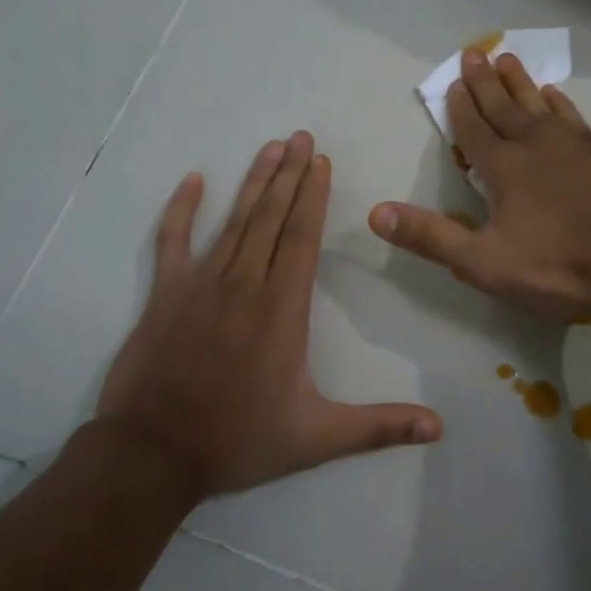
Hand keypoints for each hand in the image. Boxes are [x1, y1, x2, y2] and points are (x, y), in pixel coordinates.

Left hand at [96, 132, 442, 496]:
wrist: (151, 455)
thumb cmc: (238, 441)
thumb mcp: (316, 438)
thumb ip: (379, 427)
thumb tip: (438, 428)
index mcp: (282, 309)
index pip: (302, 237)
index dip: (313, 196)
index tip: (320, 161)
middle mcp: (244, 284)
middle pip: (272, 217)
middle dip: (289, 174)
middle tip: (301, 136)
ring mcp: (200, 285)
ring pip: (234, 221)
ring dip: (254, 182)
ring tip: (270, 147)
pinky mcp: (165, 294)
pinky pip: (172, 242)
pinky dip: (181, 210)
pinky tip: (192, 181)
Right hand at [368, 52, 590, 320]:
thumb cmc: (561, 264)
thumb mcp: (485, 261)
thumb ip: (432, 237)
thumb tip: (375, 213)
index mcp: (504, 168)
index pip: (474, 130)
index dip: (460, 108)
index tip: (453, 81)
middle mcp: (536, 145)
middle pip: (504, 107)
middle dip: (485, 83)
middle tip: (474, 53)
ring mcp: (575, 144)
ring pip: (538, 104)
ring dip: (520, 83)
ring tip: (509, 60)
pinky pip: (573, 116)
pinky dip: (559, 103)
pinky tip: (556, 96)